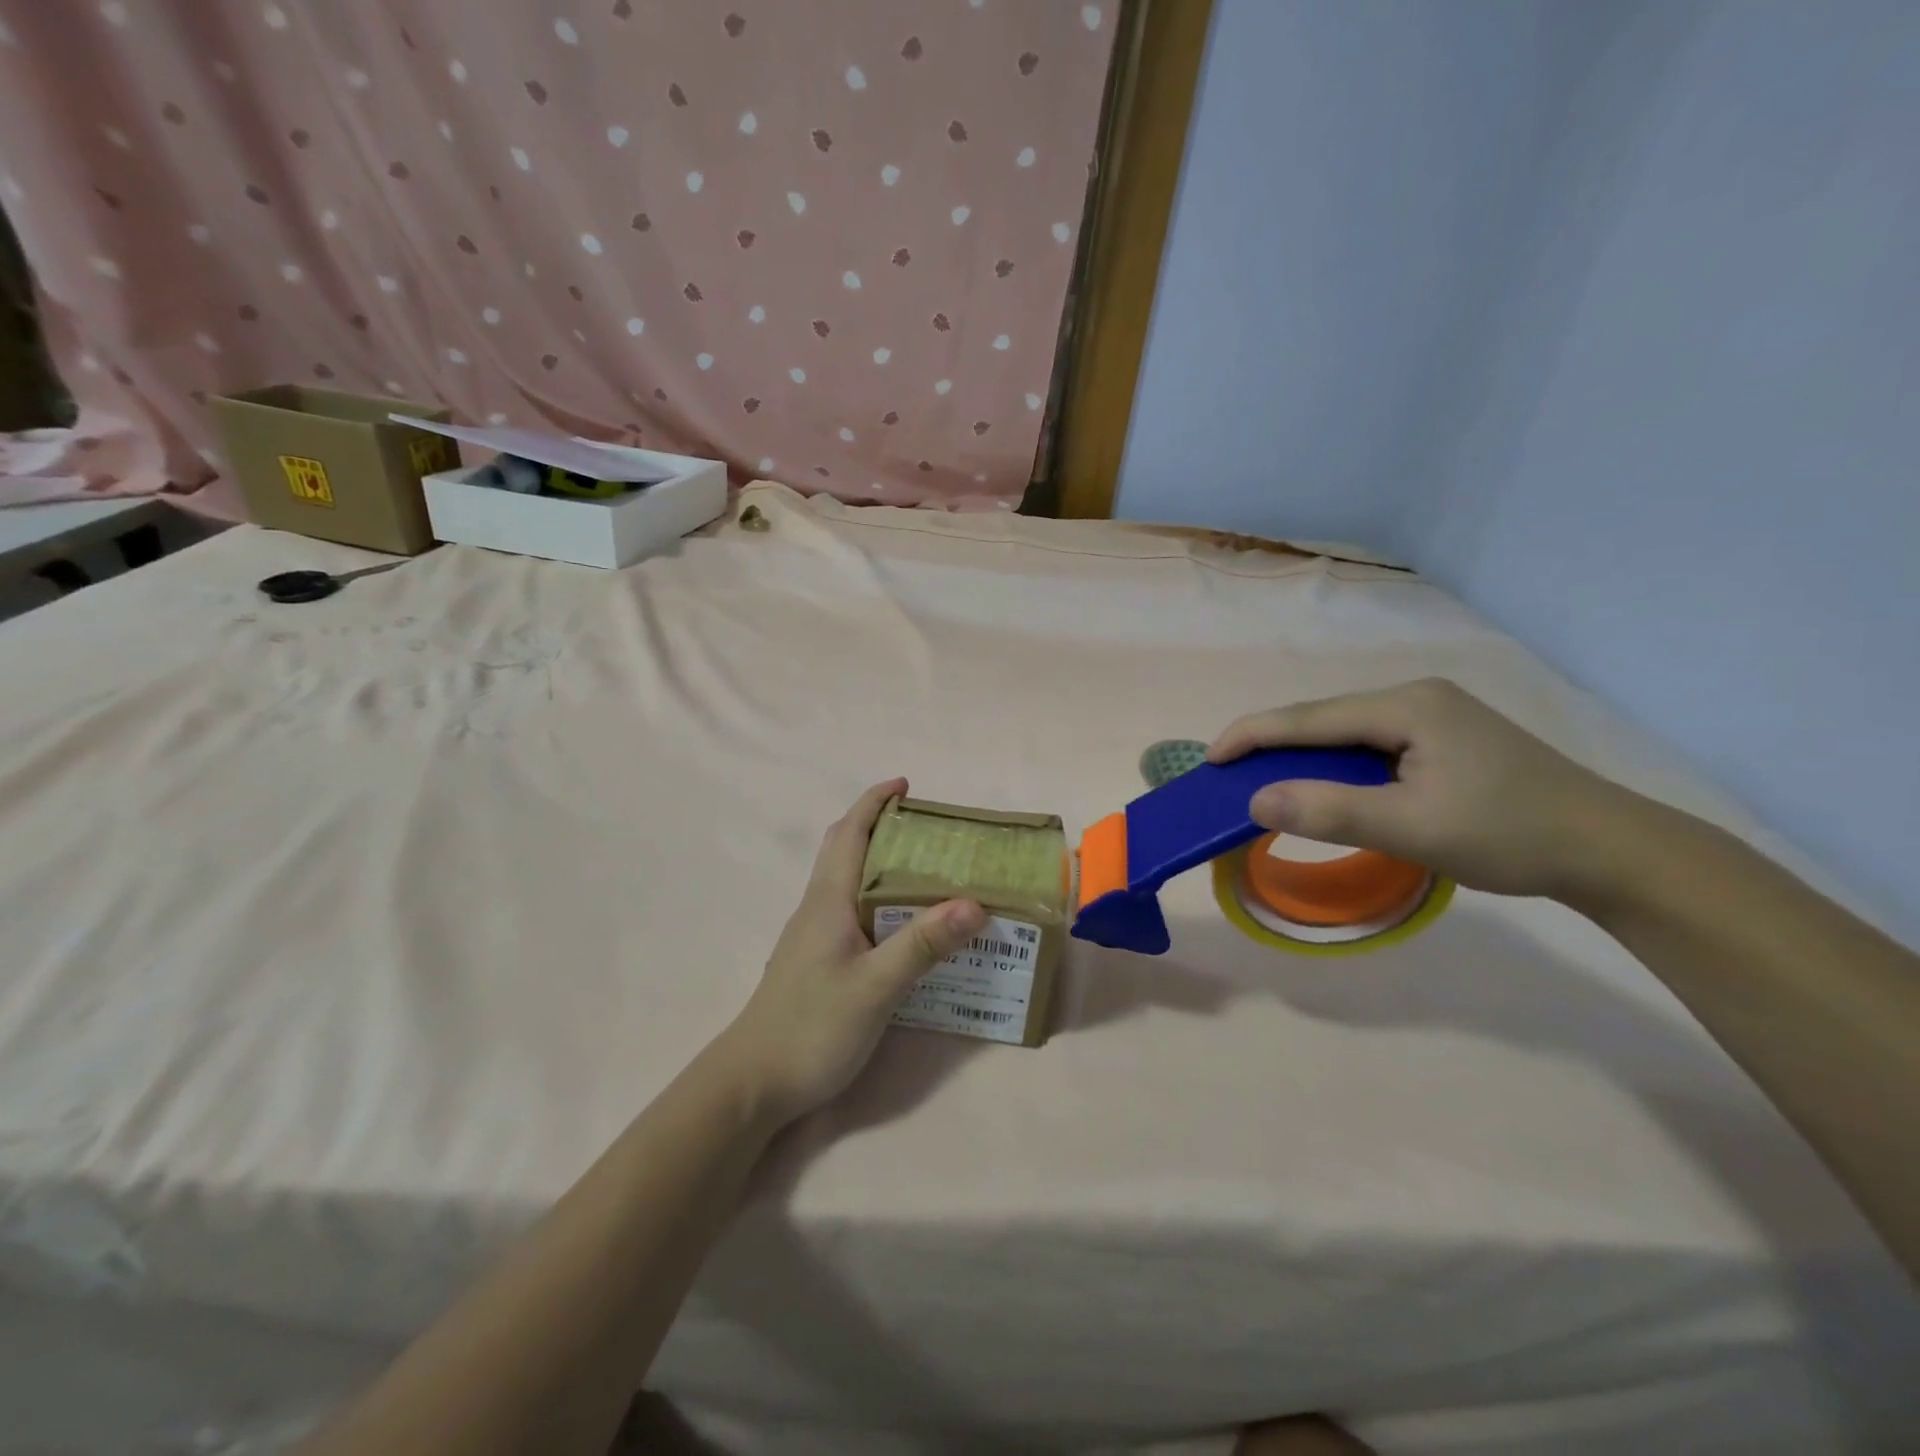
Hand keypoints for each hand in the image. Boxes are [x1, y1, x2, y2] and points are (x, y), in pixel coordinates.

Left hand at [717, 780, 985, 1125]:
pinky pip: (850, 910)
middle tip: (928, 829)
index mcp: (829, 900)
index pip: (850, 833)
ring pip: (847, 881)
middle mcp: (818, 908)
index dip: (874, 802)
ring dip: (879, 861)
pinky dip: (877, 897)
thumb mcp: (877, 986)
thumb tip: (975, 902)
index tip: (905, 785)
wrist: (753, 1082)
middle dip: (879, 826)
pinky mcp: (816, 960)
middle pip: (845, 849)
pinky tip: (902, 924)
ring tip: (927, 870)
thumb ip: (923, 943)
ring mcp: (813, 935)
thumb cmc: (813, 1026)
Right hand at [1208, 678, 1635, 901]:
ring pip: (1345, 734)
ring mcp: (1433, 716)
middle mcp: (1415, 698)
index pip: (1309, 717)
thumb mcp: (1411, 828)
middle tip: (1229, 775)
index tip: (1209, 759)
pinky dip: (1335, 766)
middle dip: (1272, 744)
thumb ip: (1329, 811)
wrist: (1609, 850)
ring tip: (1264, 781)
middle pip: (1323, 719)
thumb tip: (1254, 800)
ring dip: (1303, 757)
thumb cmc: (1508, 834)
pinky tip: (1323, 785)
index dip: (1253, 735)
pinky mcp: (1443, 740)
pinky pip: (1369, 747)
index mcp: (1406, 706)